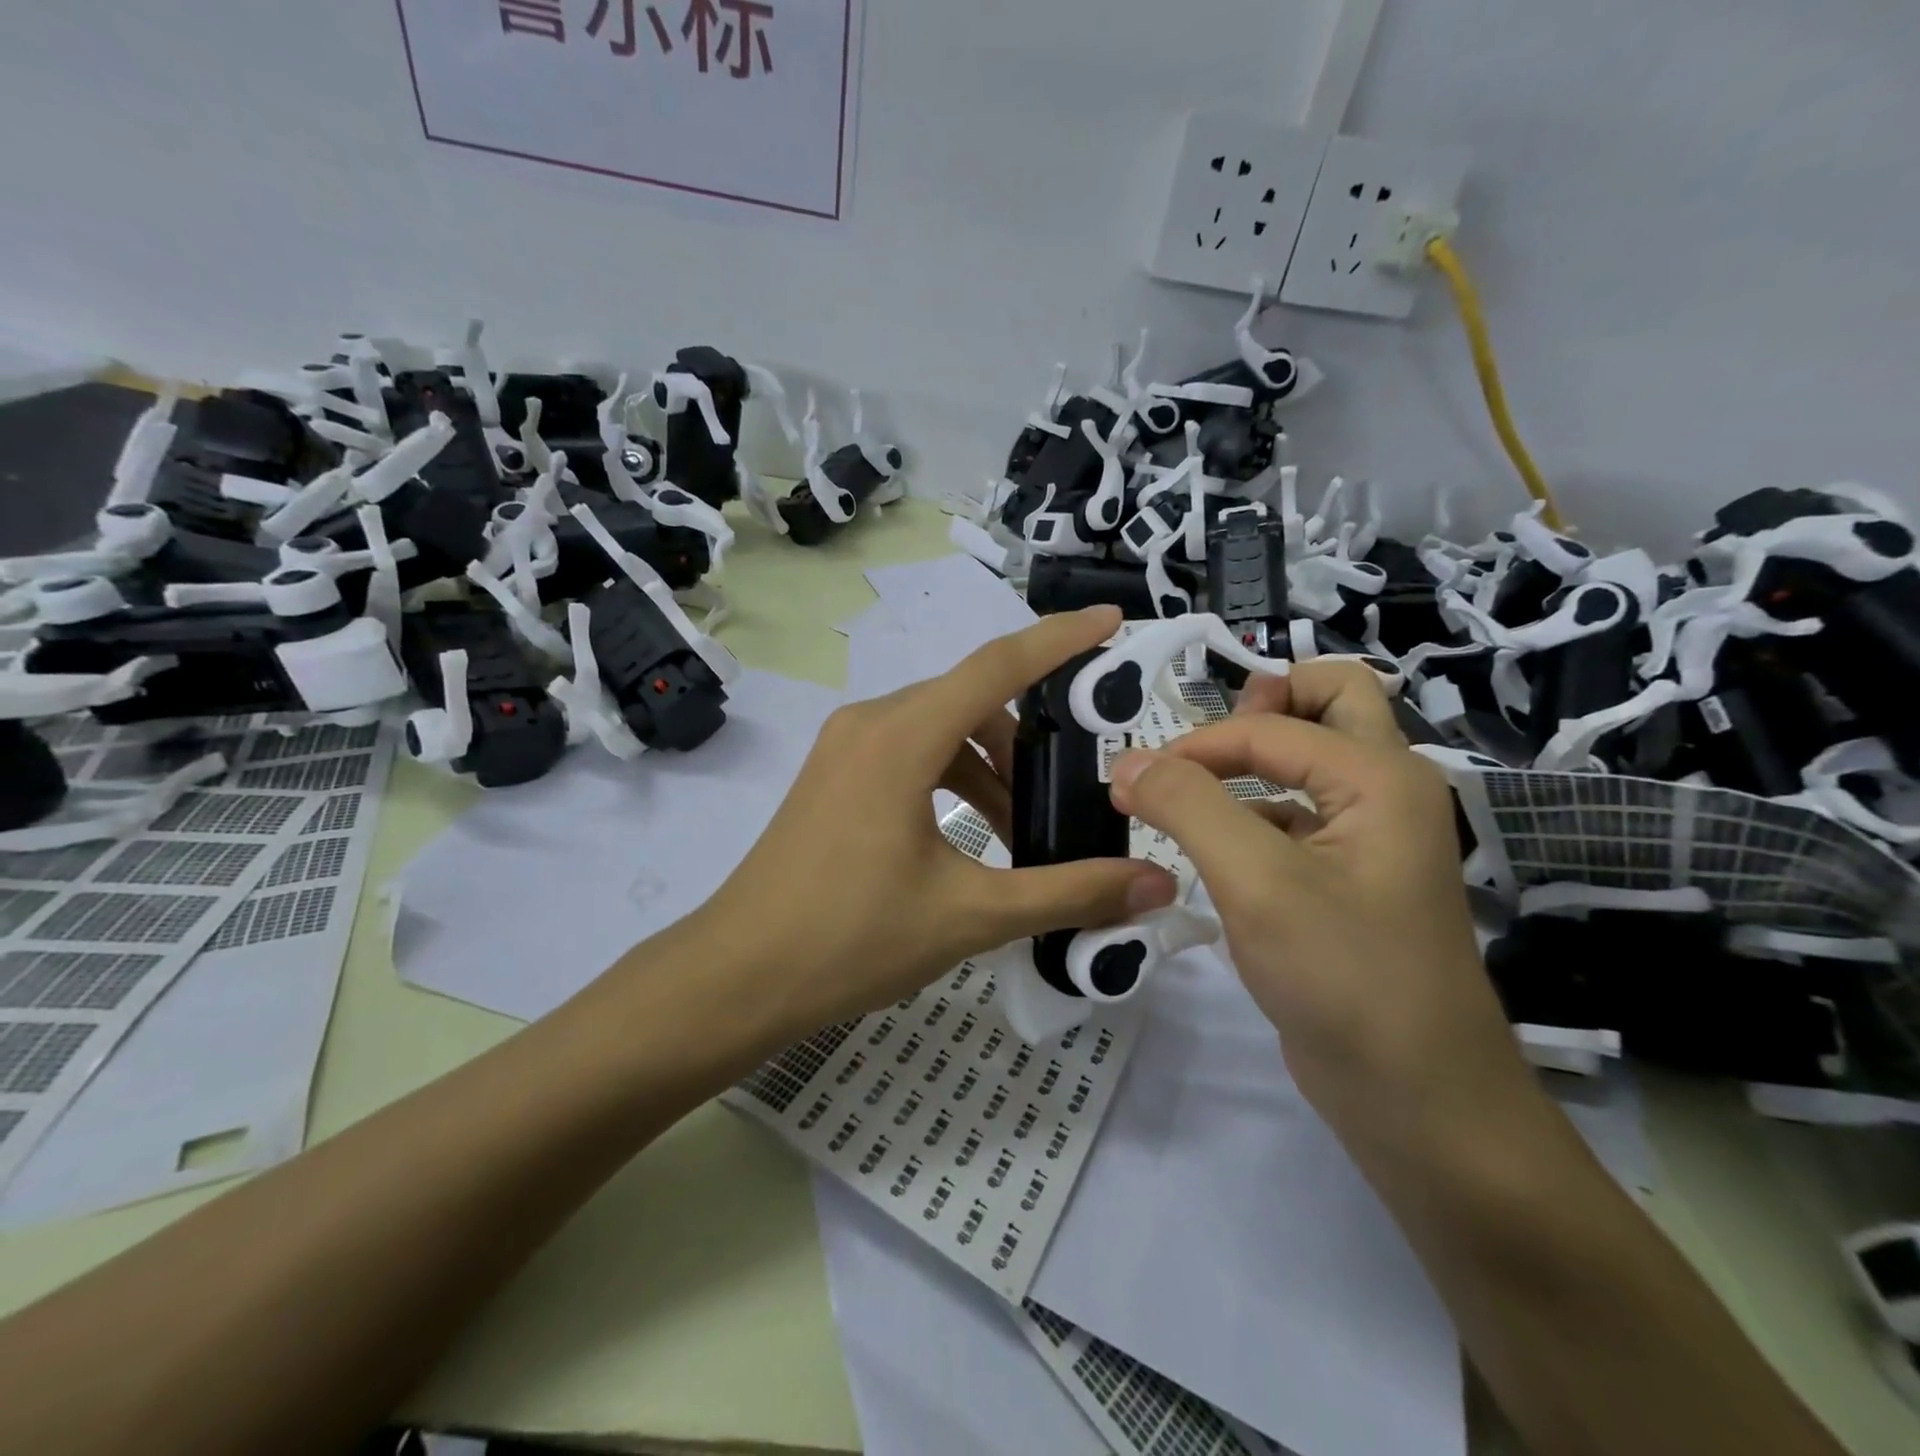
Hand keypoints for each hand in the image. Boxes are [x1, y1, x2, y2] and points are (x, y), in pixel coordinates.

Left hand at [693, 606, 1176, 1033]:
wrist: (739, 977)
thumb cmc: (851, 939)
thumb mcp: (970, 914)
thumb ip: (1069, 893)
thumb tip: (1156, 884)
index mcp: (902, 737)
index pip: (997, 665)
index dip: (1060, 639)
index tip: (1110, 621)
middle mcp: (871, 722)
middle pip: (972, 701)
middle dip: (1030, 738)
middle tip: (1076, 782)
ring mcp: (845, 747)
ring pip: (941, 730)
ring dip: (990, 768)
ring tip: (1025, 829)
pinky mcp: (835, 775)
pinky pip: (911, 754)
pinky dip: (953, 779)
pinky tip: (975, 834)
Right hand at [1107, 662, 1527, 1122]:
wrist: (1417, 1099)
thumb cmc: (1344, 977)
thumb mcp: (1257, 882)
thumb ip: (1189, 806)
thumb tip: (1127, 762)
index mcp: (1379, 775)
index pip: (1270, 727)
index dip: (1195, 747)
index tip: (1132, 784)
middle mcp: (1384, 791)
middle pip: (1332, 700)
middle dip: (1264, 703)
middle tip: (1205, 743)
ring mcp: (1370, 836)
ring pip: (1314, 758)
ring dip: (1255, 756)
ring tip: (1190, 790)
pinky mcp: (1347, 879)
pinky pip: (1299, 815)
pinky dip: (1255, 811)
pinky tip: (1215, 849)